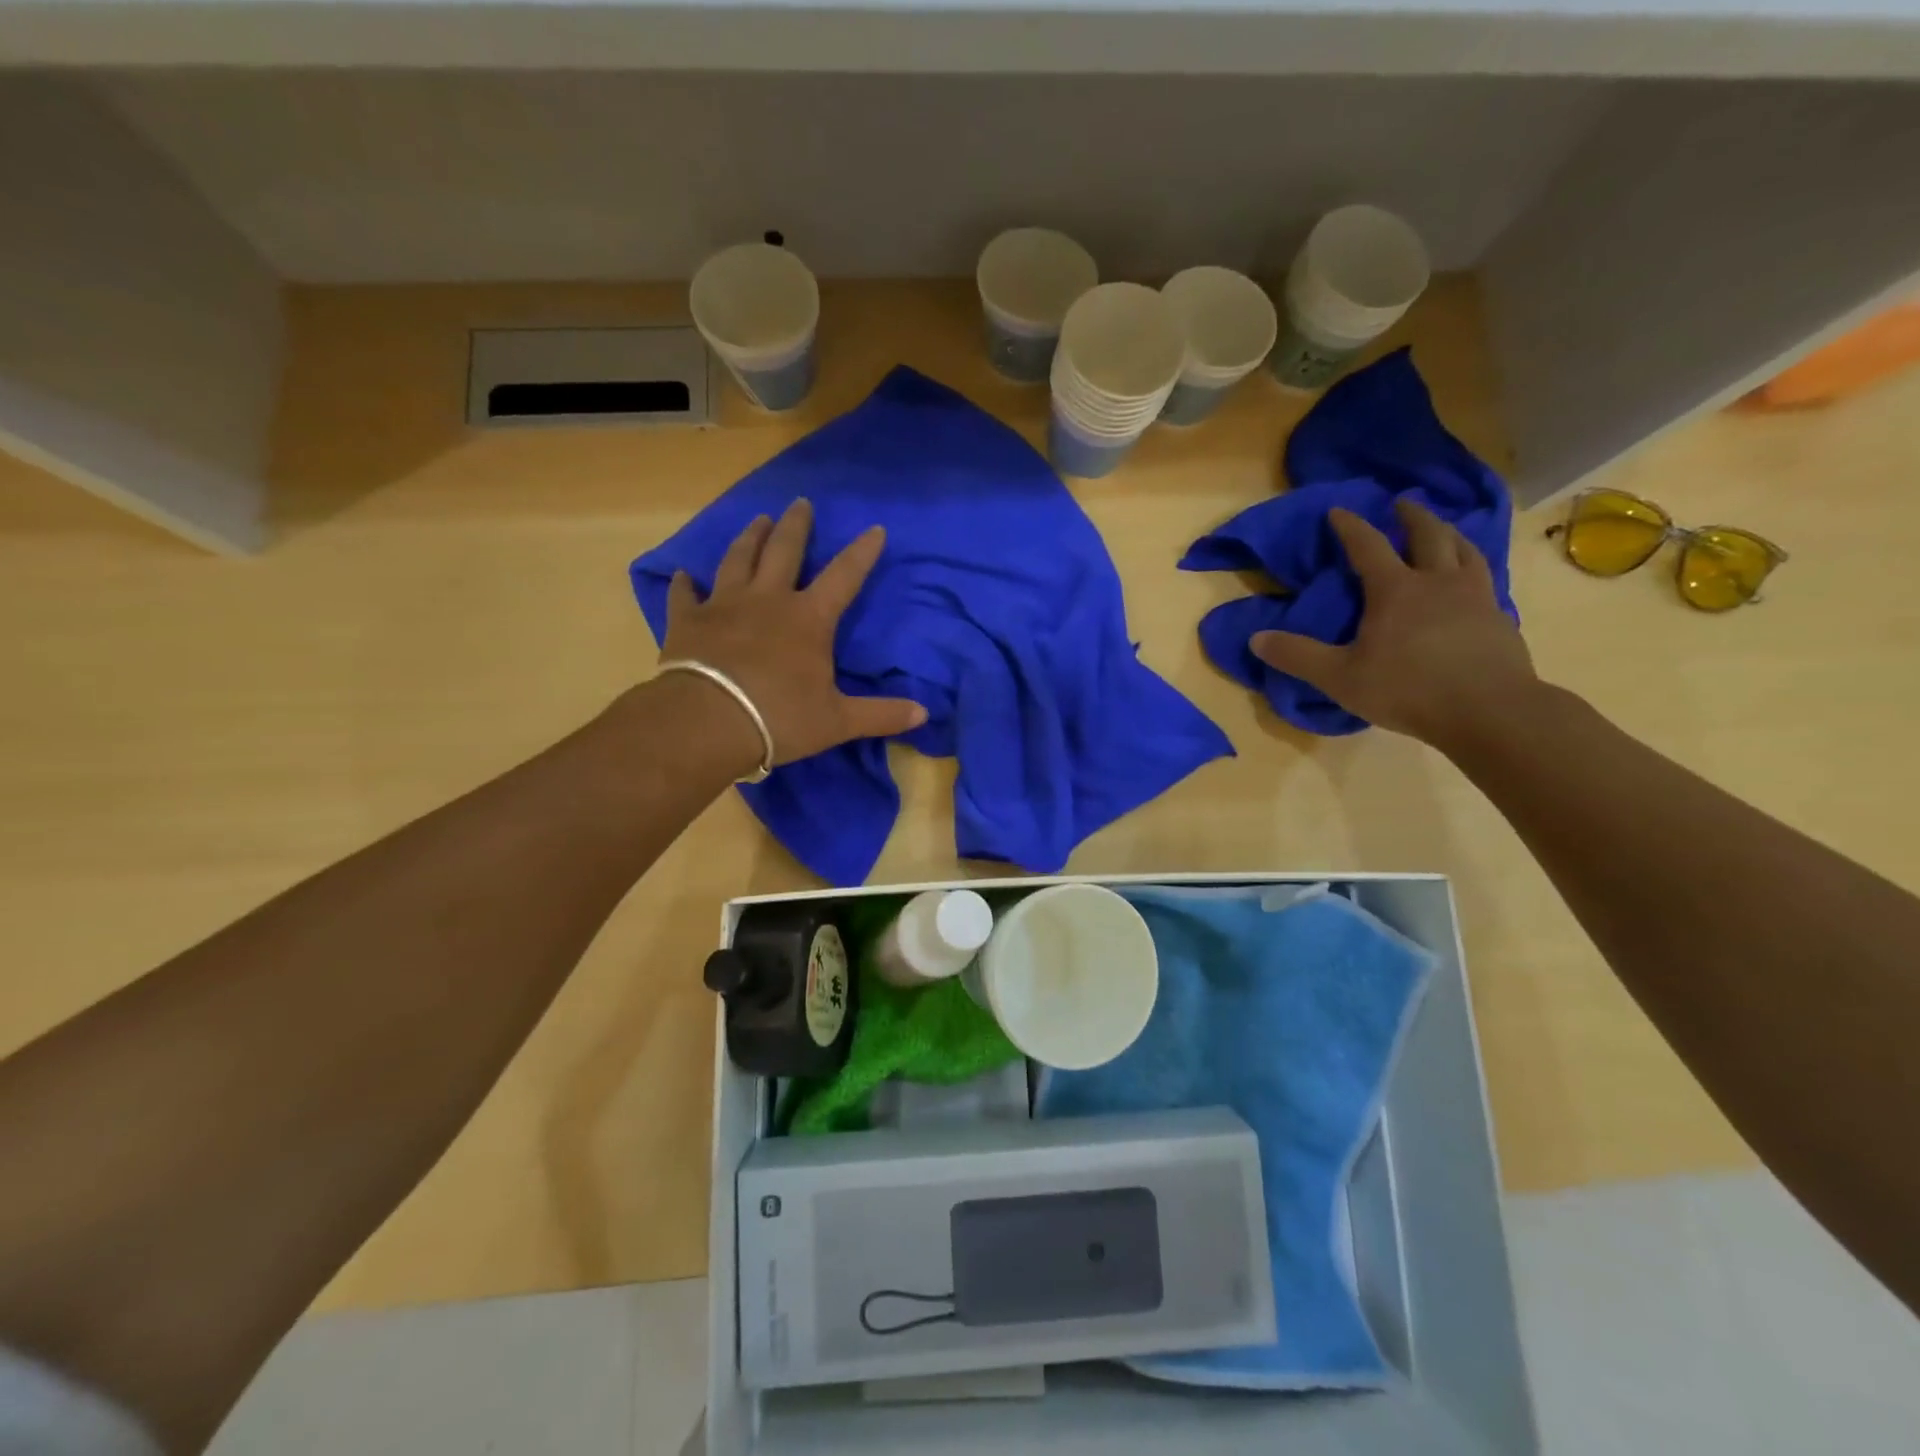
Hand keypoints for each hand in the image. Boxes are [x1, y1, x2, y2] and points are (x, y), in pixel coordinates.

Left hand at [662, 499, 926, 766]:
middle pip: (784, 551)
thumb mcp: (838, 721)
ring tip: (758, 519)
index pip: (844, 576)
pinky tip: (683, 574)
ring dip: (750, 538)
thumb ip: (881, 715)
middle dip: (796, 525)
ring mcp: (724, 605)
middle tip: (800, 502)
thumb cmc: (779, 718)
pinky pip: (686, 595)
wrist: (708, 722)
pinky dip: (685, 584)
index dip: (862, 553)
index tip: (874, 528)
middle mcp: (768, 599)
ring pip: (738, 559)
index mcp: (809, 618)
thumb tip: (924, 714)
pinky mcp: (689, 621)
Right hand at [1250, 499, 1537, 750]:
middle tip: (1402, 504)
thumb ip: (1297, 656)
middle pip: (1428, 535)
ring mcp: (1475, 597)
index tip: (1338, 510)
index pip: (1368, 546)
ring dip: (1450, 534)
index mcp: (1395, 590)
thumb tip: (1255, 638)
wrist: (1489, 711)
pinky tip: (1471, 580)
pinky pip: (1485, 580)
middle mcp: (1437, 582)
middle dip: (1412, 516)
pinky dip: (1473, 569)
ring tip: (1443, 531)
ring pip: (1465, 550)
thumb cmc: (1407, 690)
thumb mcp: (1339, 677)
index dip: (1350, 526)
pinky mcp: (1500, 618)